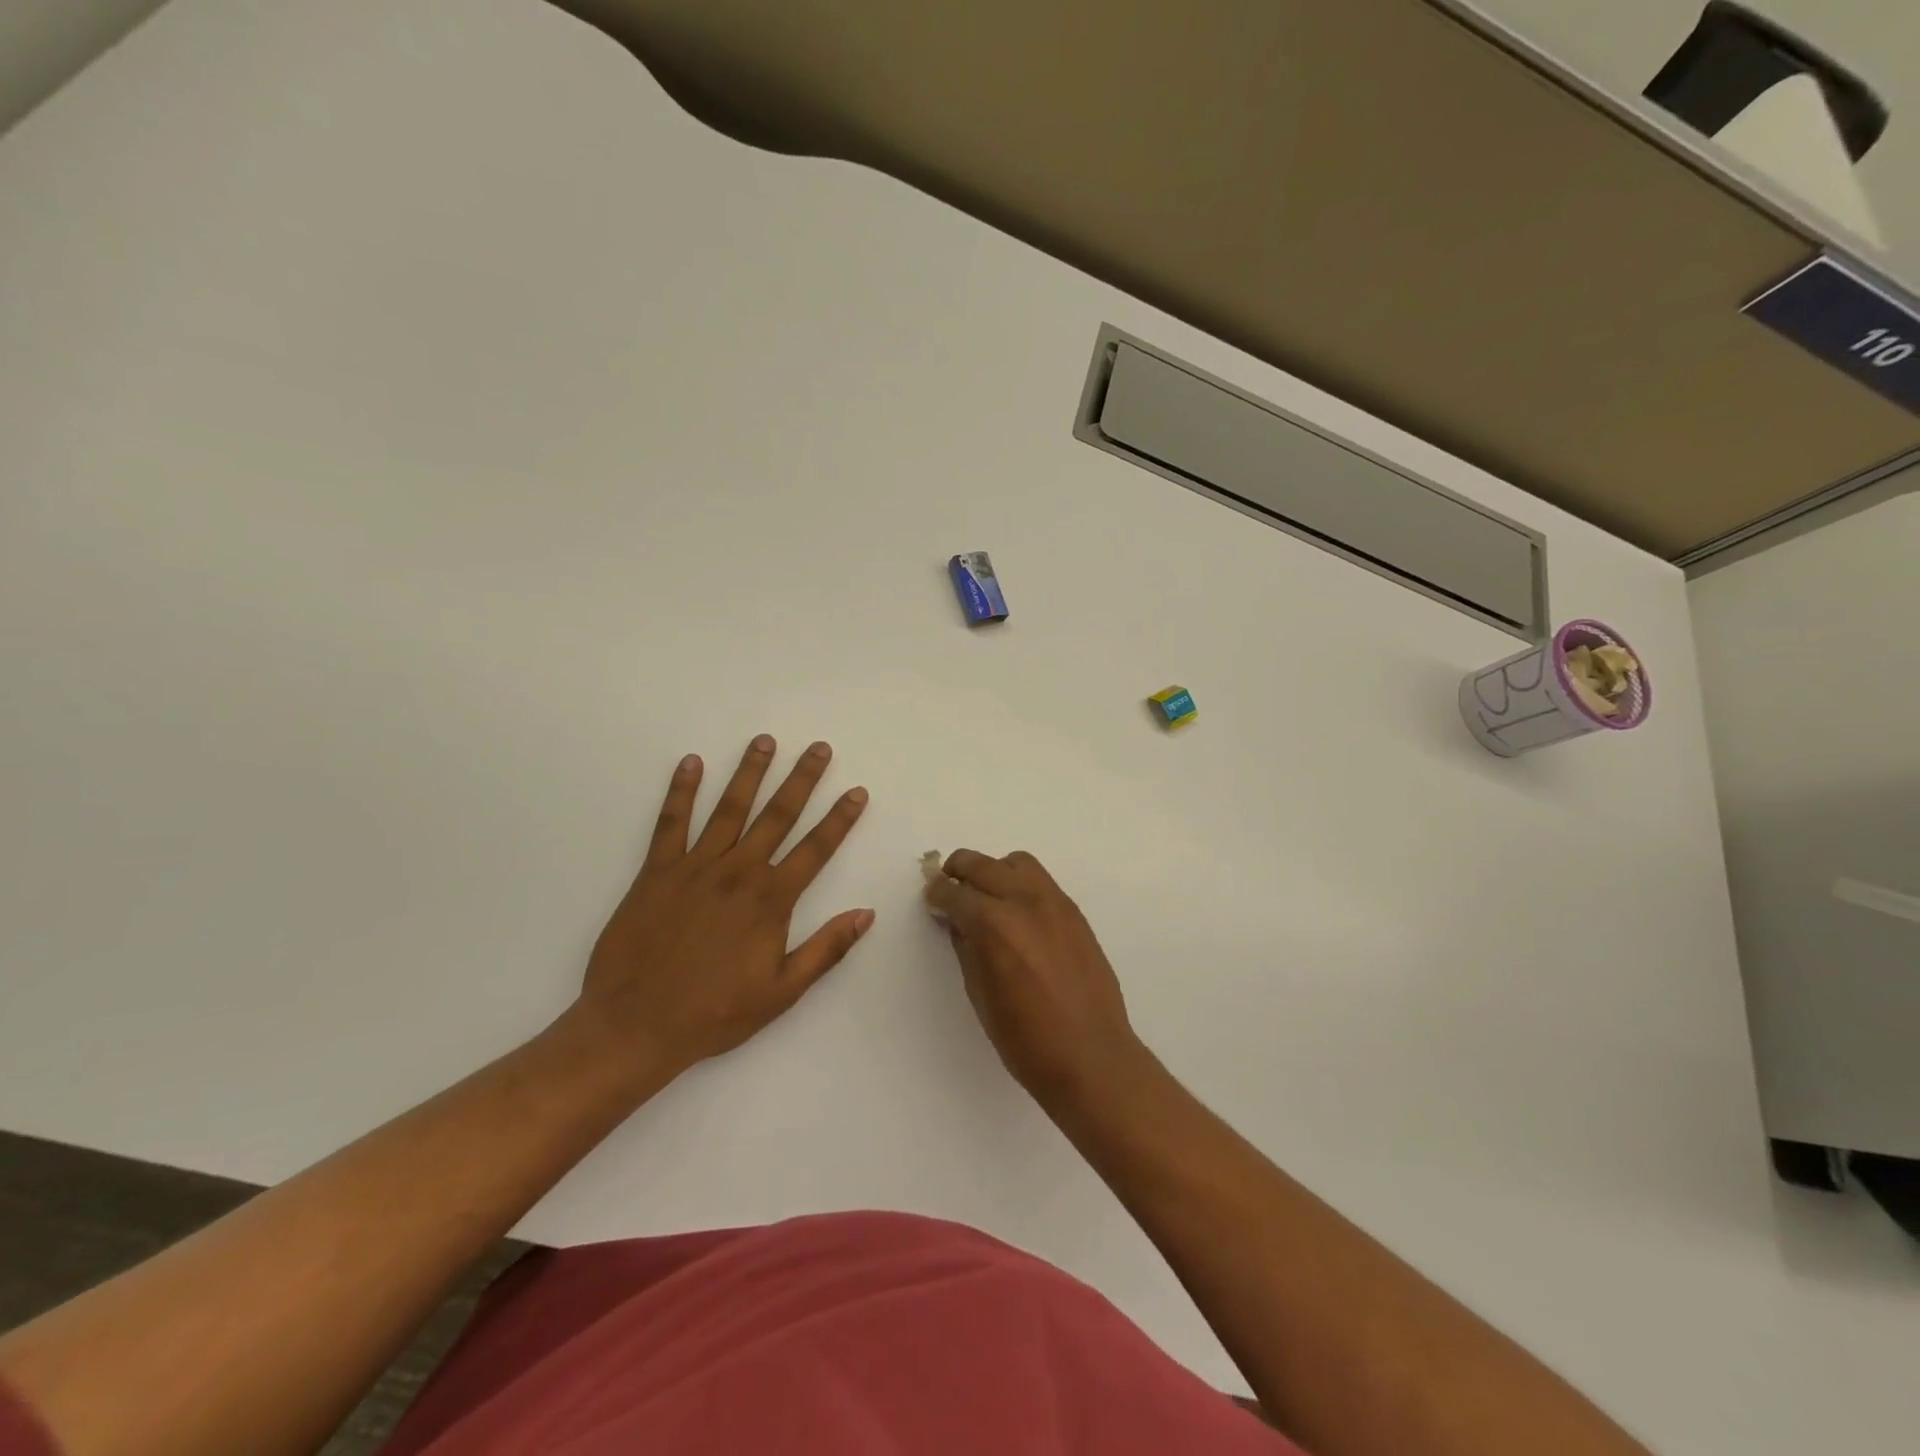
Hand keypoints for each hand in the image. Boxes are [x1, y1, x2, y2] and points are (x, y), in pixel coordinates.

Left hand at [572, 735, 871, 1080]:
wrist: (635, 1026)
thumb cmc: (714, 1013)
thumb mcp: (782, 992)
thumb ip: (826, 949)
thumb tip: (866, 914)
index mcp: (770, 900)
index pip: (815, 849)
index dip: (840, 819)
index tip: (856, 792)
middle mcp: (738, 872)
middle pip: (777, 815)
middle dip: (801, 779)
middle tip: (818, 748)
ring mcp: (695, 867)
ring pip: (729, 808)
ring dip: (749, 773)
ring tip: (764, 741)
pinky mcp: (656, 872)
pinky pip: (671, 823)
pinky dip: (681, 791)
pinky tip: (691, 763)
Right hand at [925, 850, 1146, 1105]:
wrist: (1091, 1055)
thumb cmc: (1025, 1038)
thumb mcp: (980, 993)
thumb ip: (966, 947)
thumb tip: (957, 921)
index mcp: (994, 924)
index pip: (954, 894)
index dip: (937, 895)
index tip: (931, 898)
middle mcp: (1024, 901)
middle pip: (982, 865)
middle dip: (959, 871)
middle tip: (949, 887)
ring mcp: (1054, 903)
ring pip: (1017, 863)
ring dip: (994, 871)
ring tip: (987, 896)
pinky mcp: (1074, 912)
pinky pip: (1041, 882)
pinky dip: (1021, 885)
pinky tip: (1017, 914)